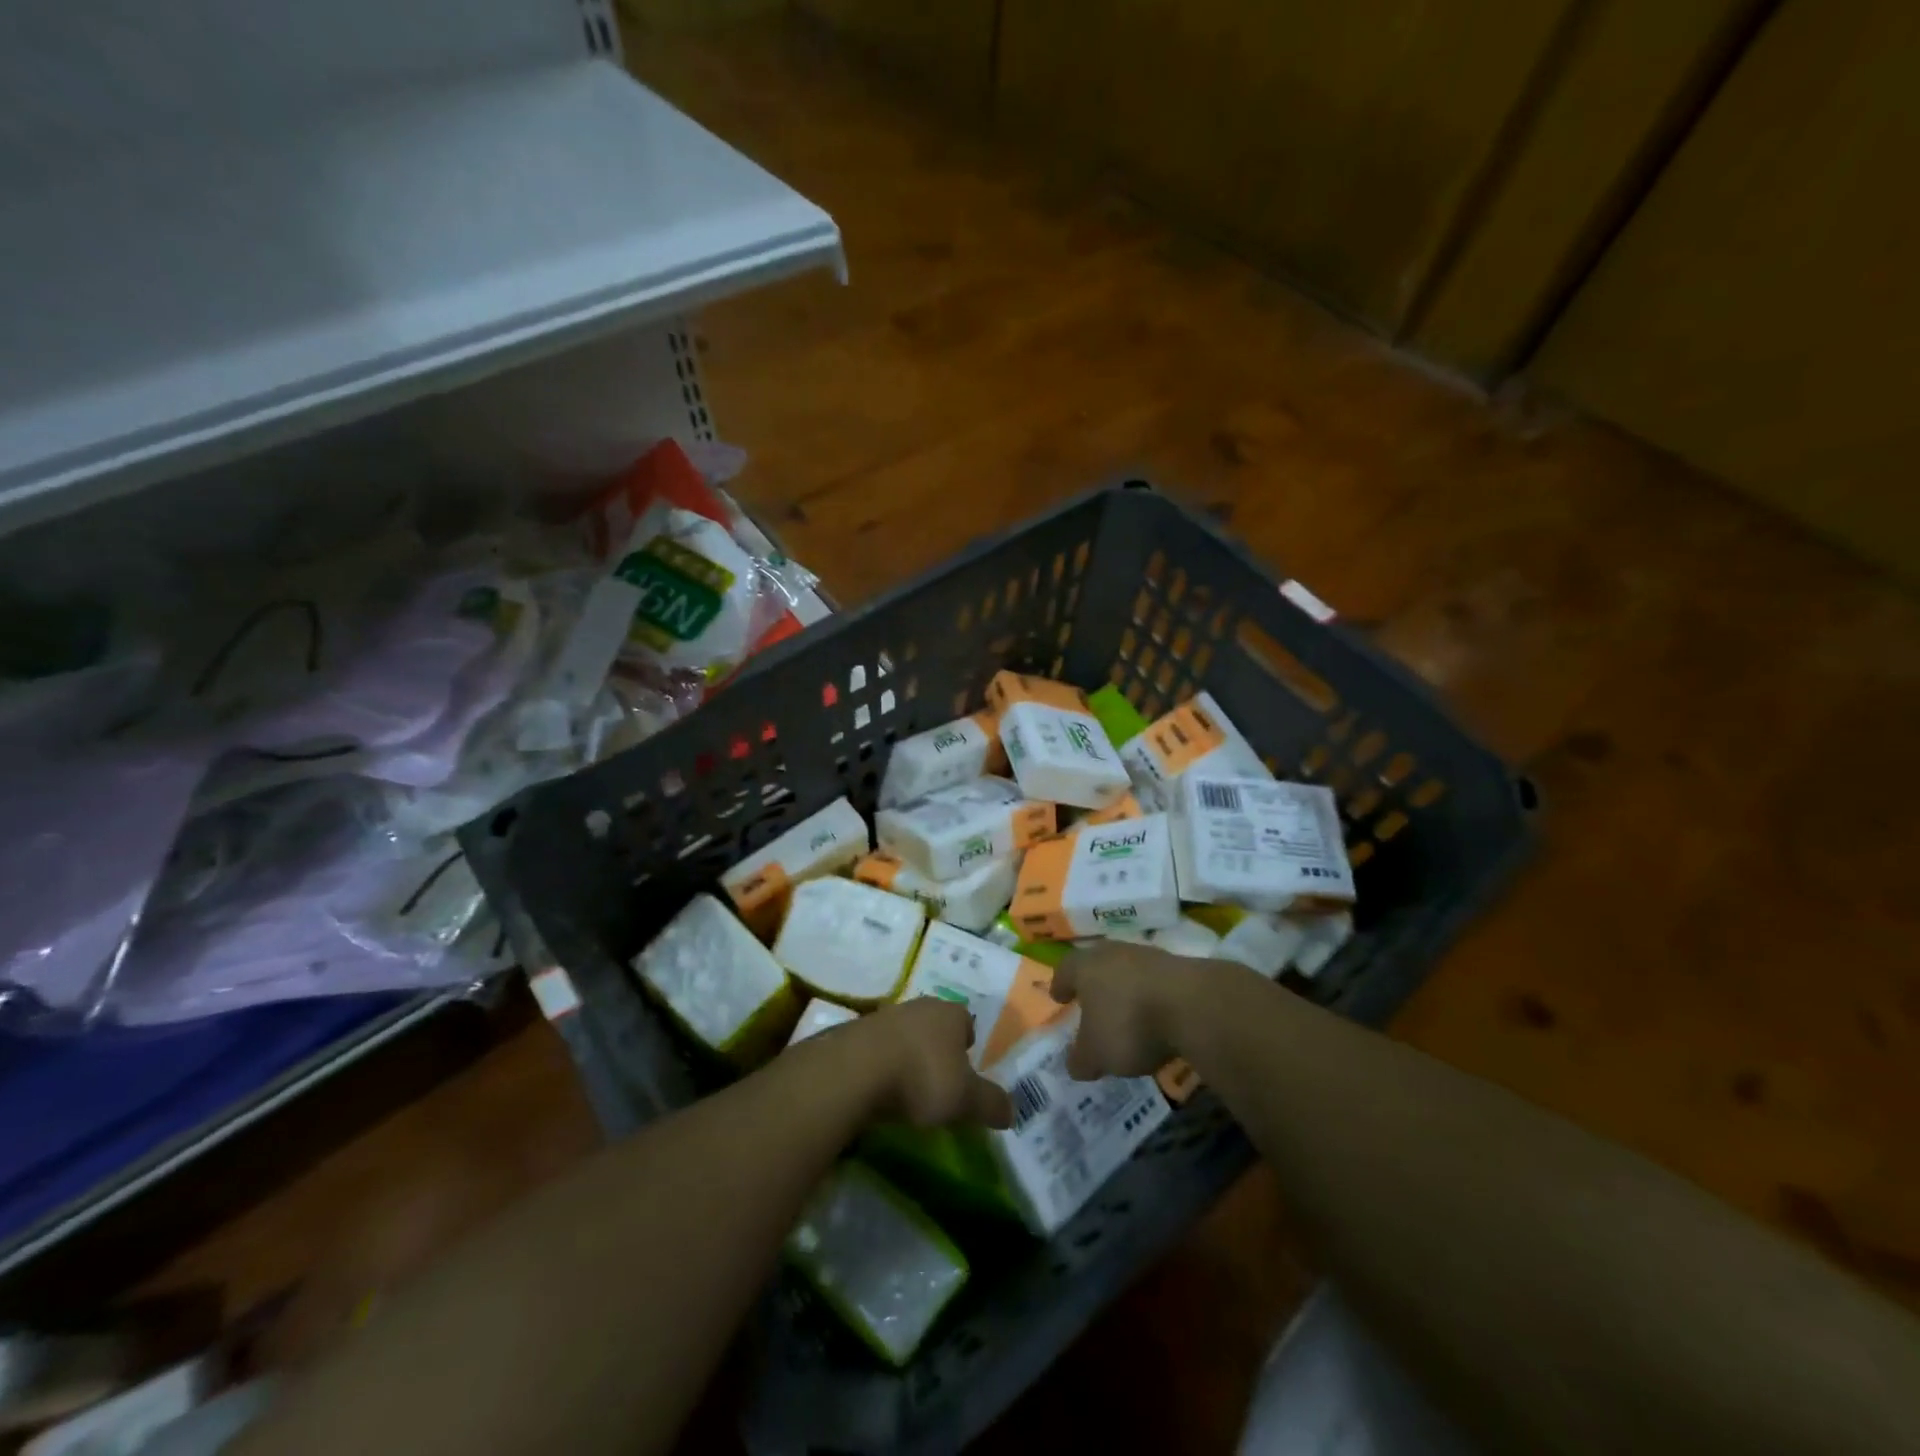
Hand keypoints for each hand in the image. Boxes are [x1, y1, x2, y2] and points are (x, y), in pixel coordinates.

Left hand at [829, 998, 1014, 1129]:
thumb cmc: (921, 1077)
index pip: (966, 1022)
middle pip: (935, 1026)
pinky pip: (877, 1048)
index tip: (966, 1072)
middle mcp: (919, 1006)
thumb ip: (991, 1104)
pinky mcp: (855, 1033)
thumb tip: (1012, 1111)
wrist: (854, 1071)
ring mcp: (884, 1016)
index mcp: (950, 1013)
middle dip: (938, 1049)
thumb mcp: (965, 1100)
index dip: (968, 1046)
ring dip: (907, 1056)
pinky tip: (879, 1089)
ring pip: (905, 1035)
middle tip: (939, 1082)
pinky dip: (881, 1064)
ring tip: (907, 1089)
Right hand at [1051, 941, 1217, 1079]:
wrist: (1193, 1005)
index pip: (1065, 970)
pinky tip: (1156, 1019)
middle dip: (1093, 985)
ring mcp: (1148, 956)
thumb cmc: (1129, 1024)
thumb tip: (1075, 1064)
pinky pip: (1155, 983)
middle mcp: (1113, 953)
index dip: (1061, 985)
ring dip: (1125, 991)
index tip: (1059, 997)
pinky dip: (1151, 999)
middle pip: (1097, 966)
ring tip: (1126, 1016)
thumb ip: (1081, 1059)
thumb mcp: (1097, 1054)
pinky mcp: (1179, 968)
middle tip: (1091, 1005)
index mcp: (1085, 966)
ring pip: (1128, 972)